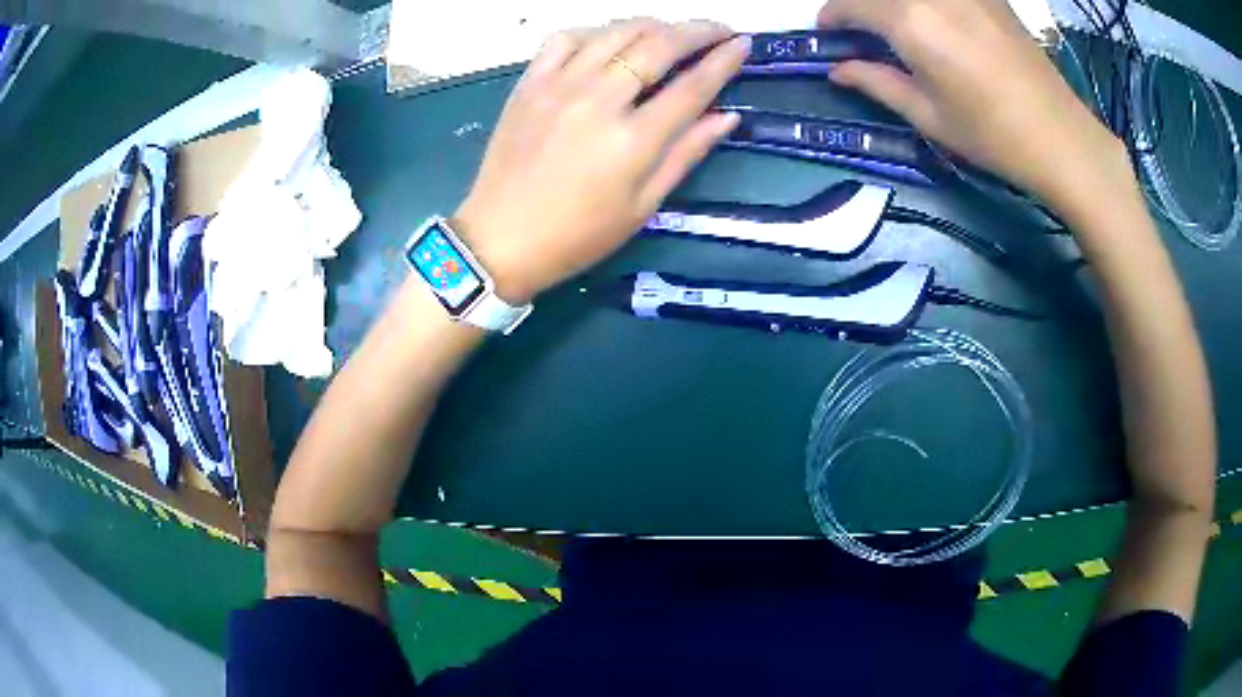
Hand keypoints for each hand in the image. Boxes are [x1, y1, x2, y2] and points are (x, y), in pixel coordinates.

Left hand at [454, 19, 749, 303]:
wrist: (500, 239)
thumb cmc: (577, 235)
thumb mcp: (642, 206)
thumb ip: (685, 154)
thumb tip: (726, 116)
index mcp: (633, 140)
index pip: (692, 86)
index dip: (724, 60)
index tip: (742, 44)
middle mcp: (599, 100)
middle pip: (658, 45)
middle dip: (697, 30)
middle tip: (718, 29)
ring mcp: (559, 85)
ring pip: (615, 32)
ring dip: (652, 24)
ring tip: (671, 31)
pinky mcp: (529, 83)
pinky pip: (565, 38)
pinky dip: (595, 31)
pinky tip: (608, 41)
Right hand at [818, 0, 1128, 210]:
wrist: (1060, 137)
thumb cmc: (992, 135)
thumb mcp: (929, 116)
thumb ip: (878, 83)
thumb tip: (839, 70)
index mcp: (909, 21)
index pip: (850, 3)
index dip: (832, 17)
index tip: (829, 34)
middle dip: (860, 6)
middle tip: (863, 30)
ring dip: (894, 5)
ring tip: (899, 27)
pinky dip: (927, 4)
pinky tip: (936, 20)